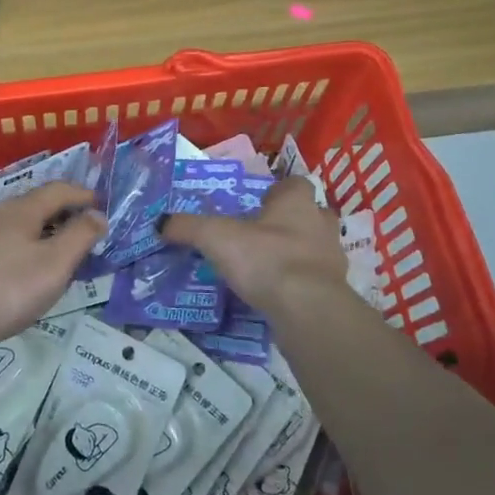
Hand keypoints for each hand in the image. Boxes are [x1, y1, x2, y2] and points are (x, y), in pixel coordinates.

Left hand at [0, 183, 106, 349]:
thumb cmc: (9, 287)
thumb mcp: (55, 263)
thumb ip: (80, 236)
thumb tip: (98, 214)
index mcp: (22, 209)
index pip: (58, 190)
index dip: (83, 195)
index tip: (101, 205)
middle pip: (37, 204)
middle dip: (63, 213)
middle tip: (85, 231)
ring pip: (19, 225)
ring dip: (43, 232)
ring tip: (59, 252)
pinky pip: (5, 242)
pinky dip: (25, 247)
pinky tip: (26, 270)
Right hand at [160, 176, 345, 317]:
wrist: (307, 310)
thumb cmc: (265, 259)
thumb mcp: (216, 237)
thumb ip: (188, 227)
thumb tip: (160, 223)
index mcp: (297, 202)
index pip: (294, 184)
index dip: (277, 191)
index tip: (257, 203)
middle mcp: (320, 224)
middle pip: (309, 215)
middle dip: (289, 222)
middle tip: (260, 234)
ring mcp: (332, 259)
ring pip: (314, 248)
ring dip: (296, 253)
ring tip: (265, 266)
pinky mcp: (334, 292)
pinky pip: (314, 280)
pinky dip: (298, 284)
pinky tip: (276, 294)